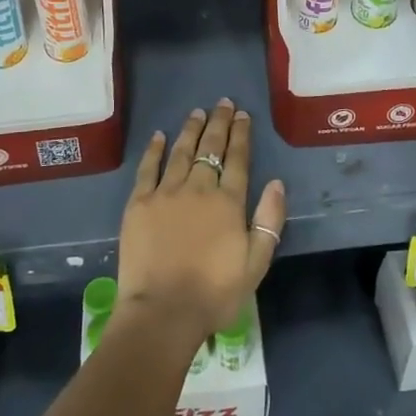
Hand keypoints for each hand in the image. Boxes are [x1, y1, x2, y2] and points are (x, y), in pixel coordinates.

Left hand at [118, 99, 286, 344]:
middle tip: (223, 103)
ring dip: (191, 129)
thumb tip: (276, 183)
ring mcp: (166, 193)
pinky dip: (155, 150)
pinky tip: (159, 136)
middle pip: (210, 148)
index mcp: (228, 202)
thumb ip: (269, 221)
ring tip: (197, 112)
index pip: (237, 159)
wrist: (163, 312)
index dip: (241, 135)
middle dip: (219, 123)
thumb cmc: (215, 293)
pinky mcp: (139, 203)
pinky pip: (148, 168)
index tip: (243, 115)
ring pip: (181, 152)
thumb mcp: (256, 263)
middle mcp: (198, 188)